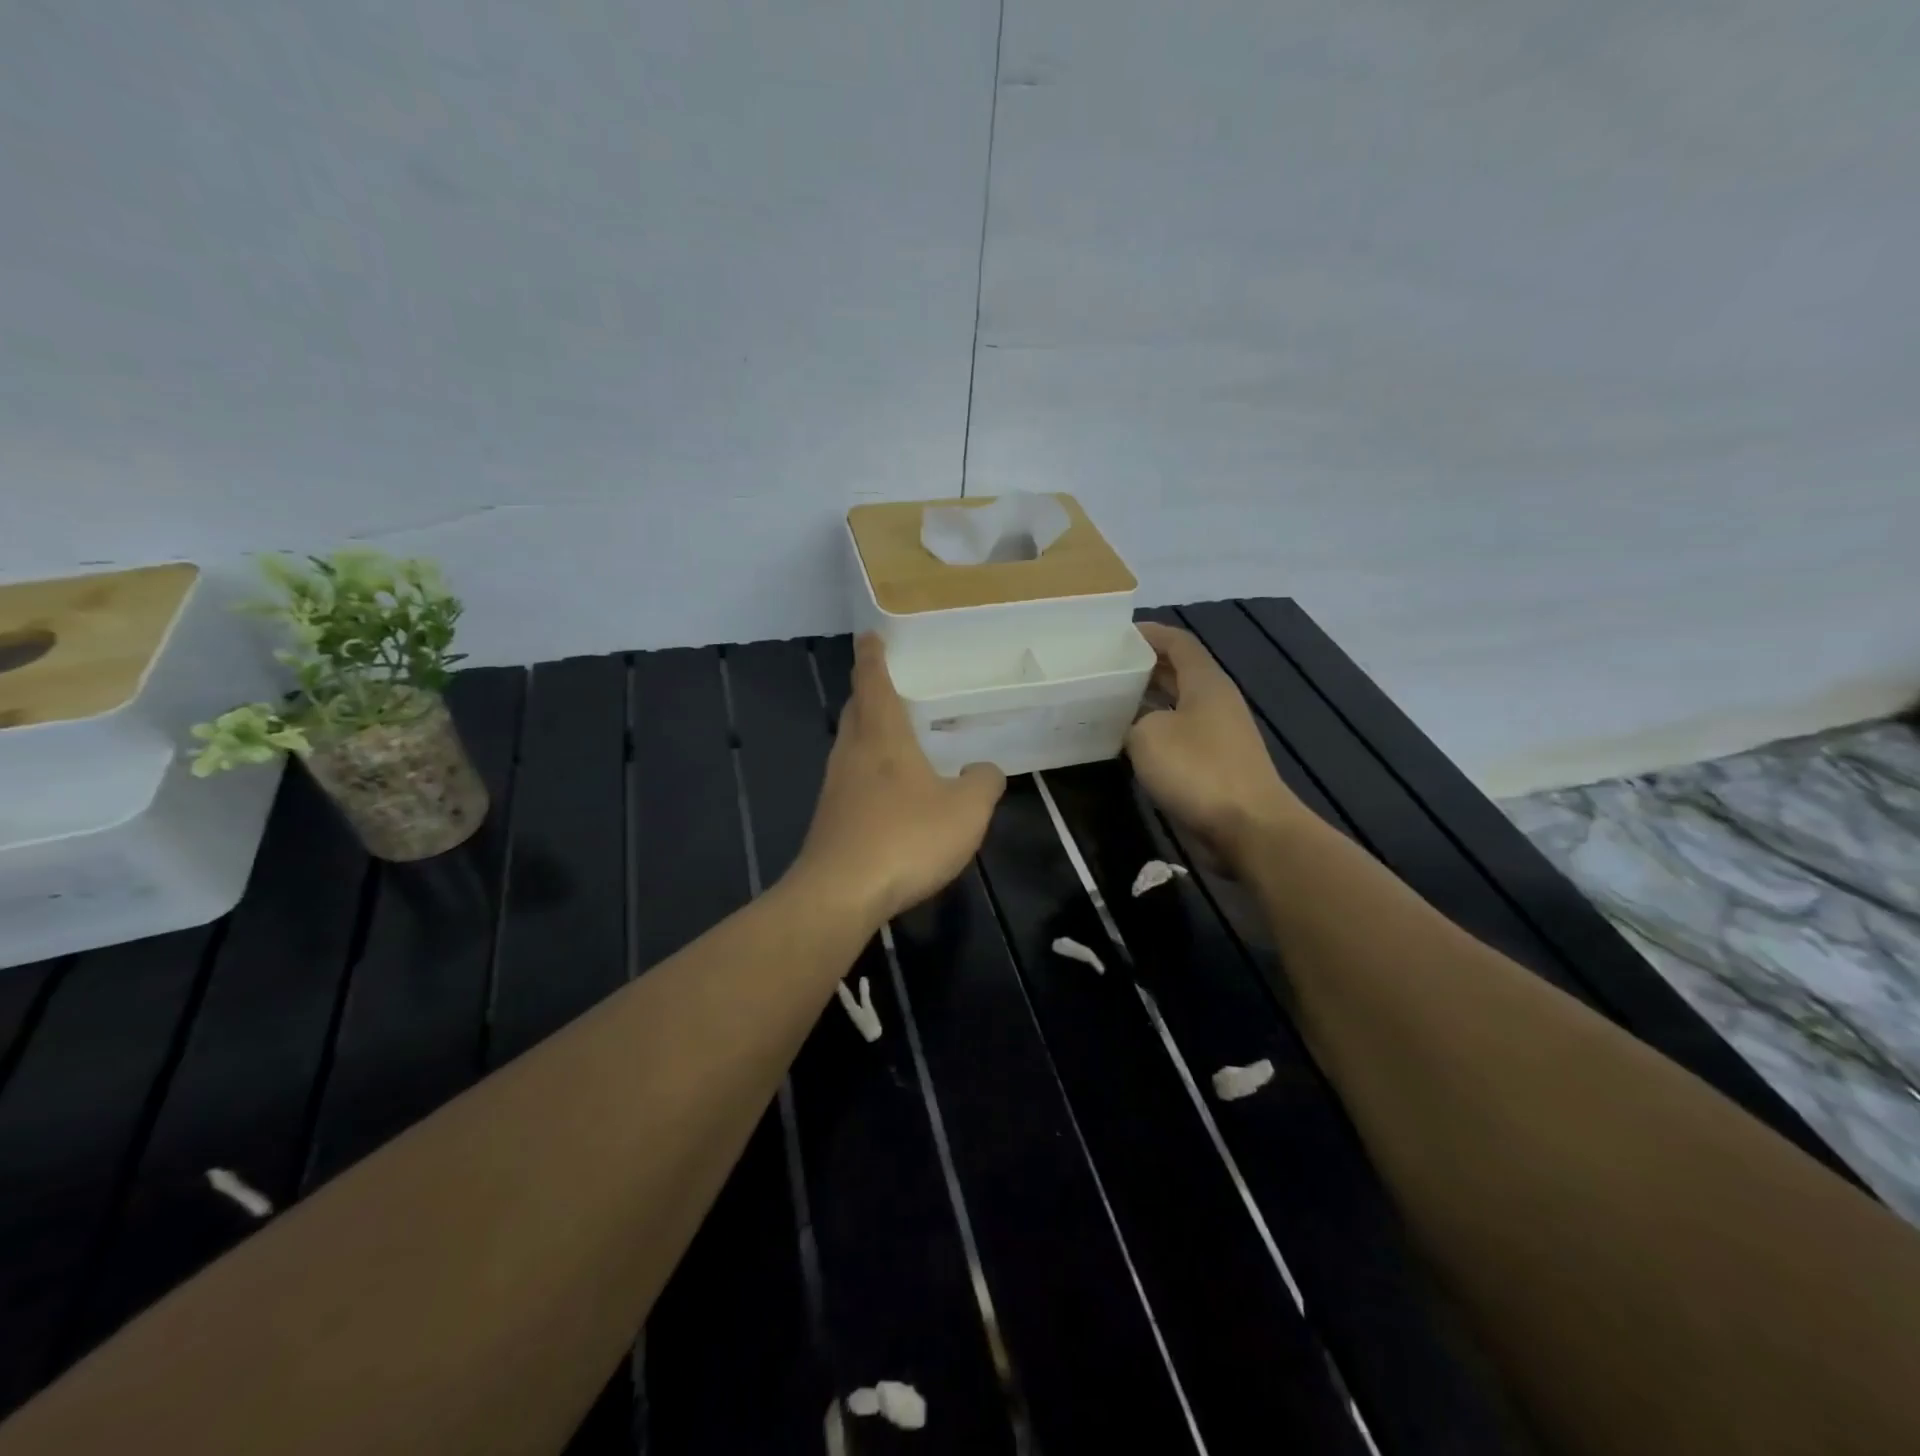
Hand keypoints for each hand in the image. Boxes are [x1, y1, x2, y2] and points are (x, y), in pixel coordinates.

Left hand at [790, 634, 1005, 923]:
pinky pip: (851, 779)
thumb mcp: (966, 811)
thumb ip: (983, 783)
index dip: (872, 656)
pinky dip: (868, 770)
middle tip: (890, 683)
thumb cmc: (905, 838)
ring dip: (867, 732)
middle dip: (868, 692)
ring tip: (893, 734)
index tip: (869, 636)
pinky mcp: (831, 819)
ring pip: (851, 745)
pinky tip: (889, 792)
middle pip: (856, 710)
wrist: (841, 894)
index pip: (873, 681)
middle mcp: (852, 753)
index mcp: (882, 736)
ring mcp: (835, 787)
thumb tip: (984, 770)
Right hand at [1126, 623, 1305, 867]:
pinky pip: (1177, 738)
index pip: (1178, 643)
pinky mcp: (1213, 766)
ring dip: (1144, 704)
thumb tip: (1135, 727)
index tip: (1116, 635)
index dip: (1149, 634)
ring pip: (1174, 708)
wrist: (1247, 828)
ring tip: (1105, 703)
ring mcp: (1216, 736)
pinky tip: (1124, 744)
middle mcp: (1214, 703)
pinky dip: (1152, 735)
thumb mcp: (1148, 735)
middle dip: (1142, 668)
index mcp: (1206, 683)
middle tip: (1102, 670)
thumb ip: (1134, 721)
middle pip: (1177, 673)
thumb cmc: (1197, 770)